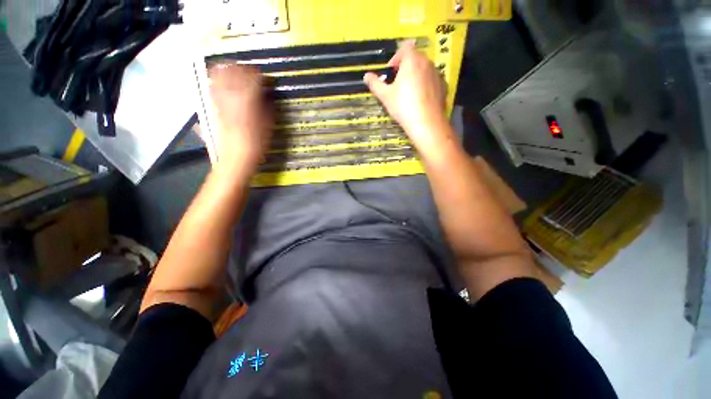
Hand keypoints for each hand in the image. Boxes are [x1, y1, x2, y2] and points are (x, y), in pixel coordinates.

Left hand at [208, 64, 271, 177]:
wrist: (237, 155)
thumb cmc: (258, 142)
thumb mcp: (269, 124)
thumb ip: (268, 105)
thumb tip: (267, 94)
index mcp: (248, 99)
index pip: (253, 77)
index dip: (260, 74)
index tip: (265, 77)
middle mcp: (232, 94)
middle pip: (233, 70)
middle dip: (243, 68)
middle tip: (250, 72)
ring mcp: (220, 99)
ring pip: (219, 74)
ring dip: (228, 70)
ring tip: (236, 73)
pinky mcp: (214, 105)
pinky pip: (213, 86)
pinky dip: (218, 80)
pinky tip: (224, 84)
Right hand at [364, 41, 454, 158]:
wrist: (427, 123)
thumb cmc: (403, 106)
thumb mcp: (385, 96)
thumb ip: (375, 84)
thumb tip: (366, 76)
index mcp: (412, 60)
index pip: (404, 48)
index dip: (396, 58)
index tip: (390, 73)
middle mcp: (427, 62)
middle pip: (415, 57)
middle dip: (404, 67)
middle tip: (397, 84)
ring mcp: (437, 74)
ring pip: (424, 69)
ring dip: (415, 76)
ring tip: (408, 94)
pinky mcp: (443, 86)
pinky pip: (431, 80)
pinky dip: (425, 85)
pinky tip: (420, 100)